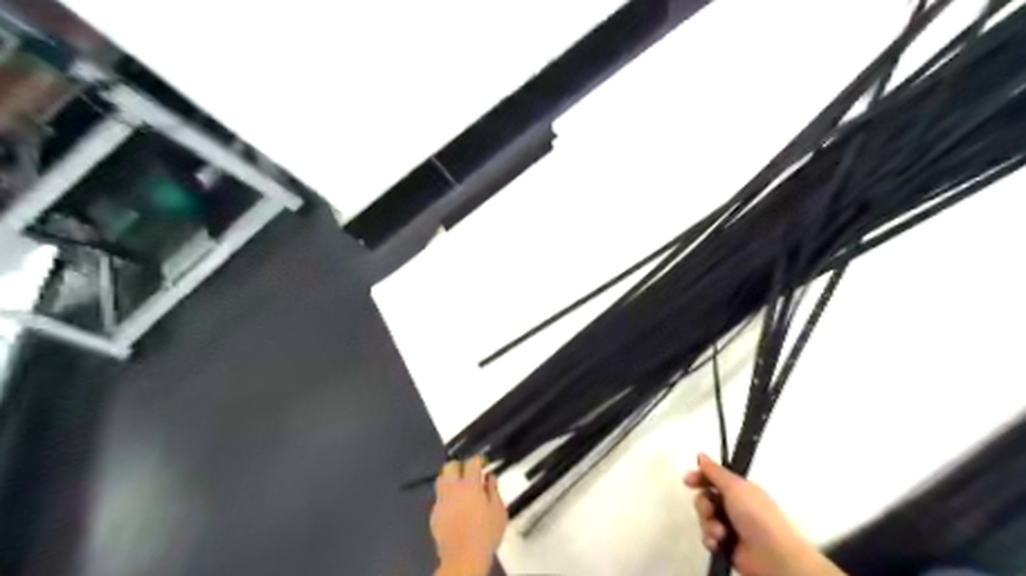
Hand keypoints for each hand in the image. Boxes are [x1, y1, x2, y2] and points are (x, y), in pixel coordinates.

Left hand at [429, 454, 506, 575]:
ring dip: (450, 479)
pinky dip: (446, 496)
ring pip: (441, 480)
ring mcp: (441, 500)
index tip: (484, 462)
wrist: (464, 558)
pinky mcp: (434, 513)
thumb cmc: (486, 533)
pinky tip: (454, 505)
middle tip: (469, 472)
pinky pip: (439, 497)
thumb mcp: (499, 511)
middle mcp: (453, 488)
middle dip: (459, 465)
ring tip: (459, 486)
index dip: (479, 459)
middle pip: (450, 466)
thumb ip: (494, 490)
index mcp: (470, 485)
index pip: (472, 462)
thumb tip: (490, 477)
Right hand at [683, 455, 835, 575]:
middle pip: (705, 498)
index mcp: (739, 490)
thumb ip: (714, 471)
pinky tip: (717, 543)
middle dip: (704, 504)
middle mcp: (733, 506)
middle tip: (710, 510)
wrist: (773, 555)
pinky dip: (711, 539)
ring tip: (720, 532)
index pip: (713, 479)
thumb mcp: (734, 487)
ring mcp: (730, 526)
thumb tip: (700, 455)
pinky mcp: (726, 545)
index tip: (688, 481)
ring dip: (708, 523)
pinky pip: (709, 537)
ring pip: (705, 518)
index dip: (700, 478)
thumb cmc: (755, 514)